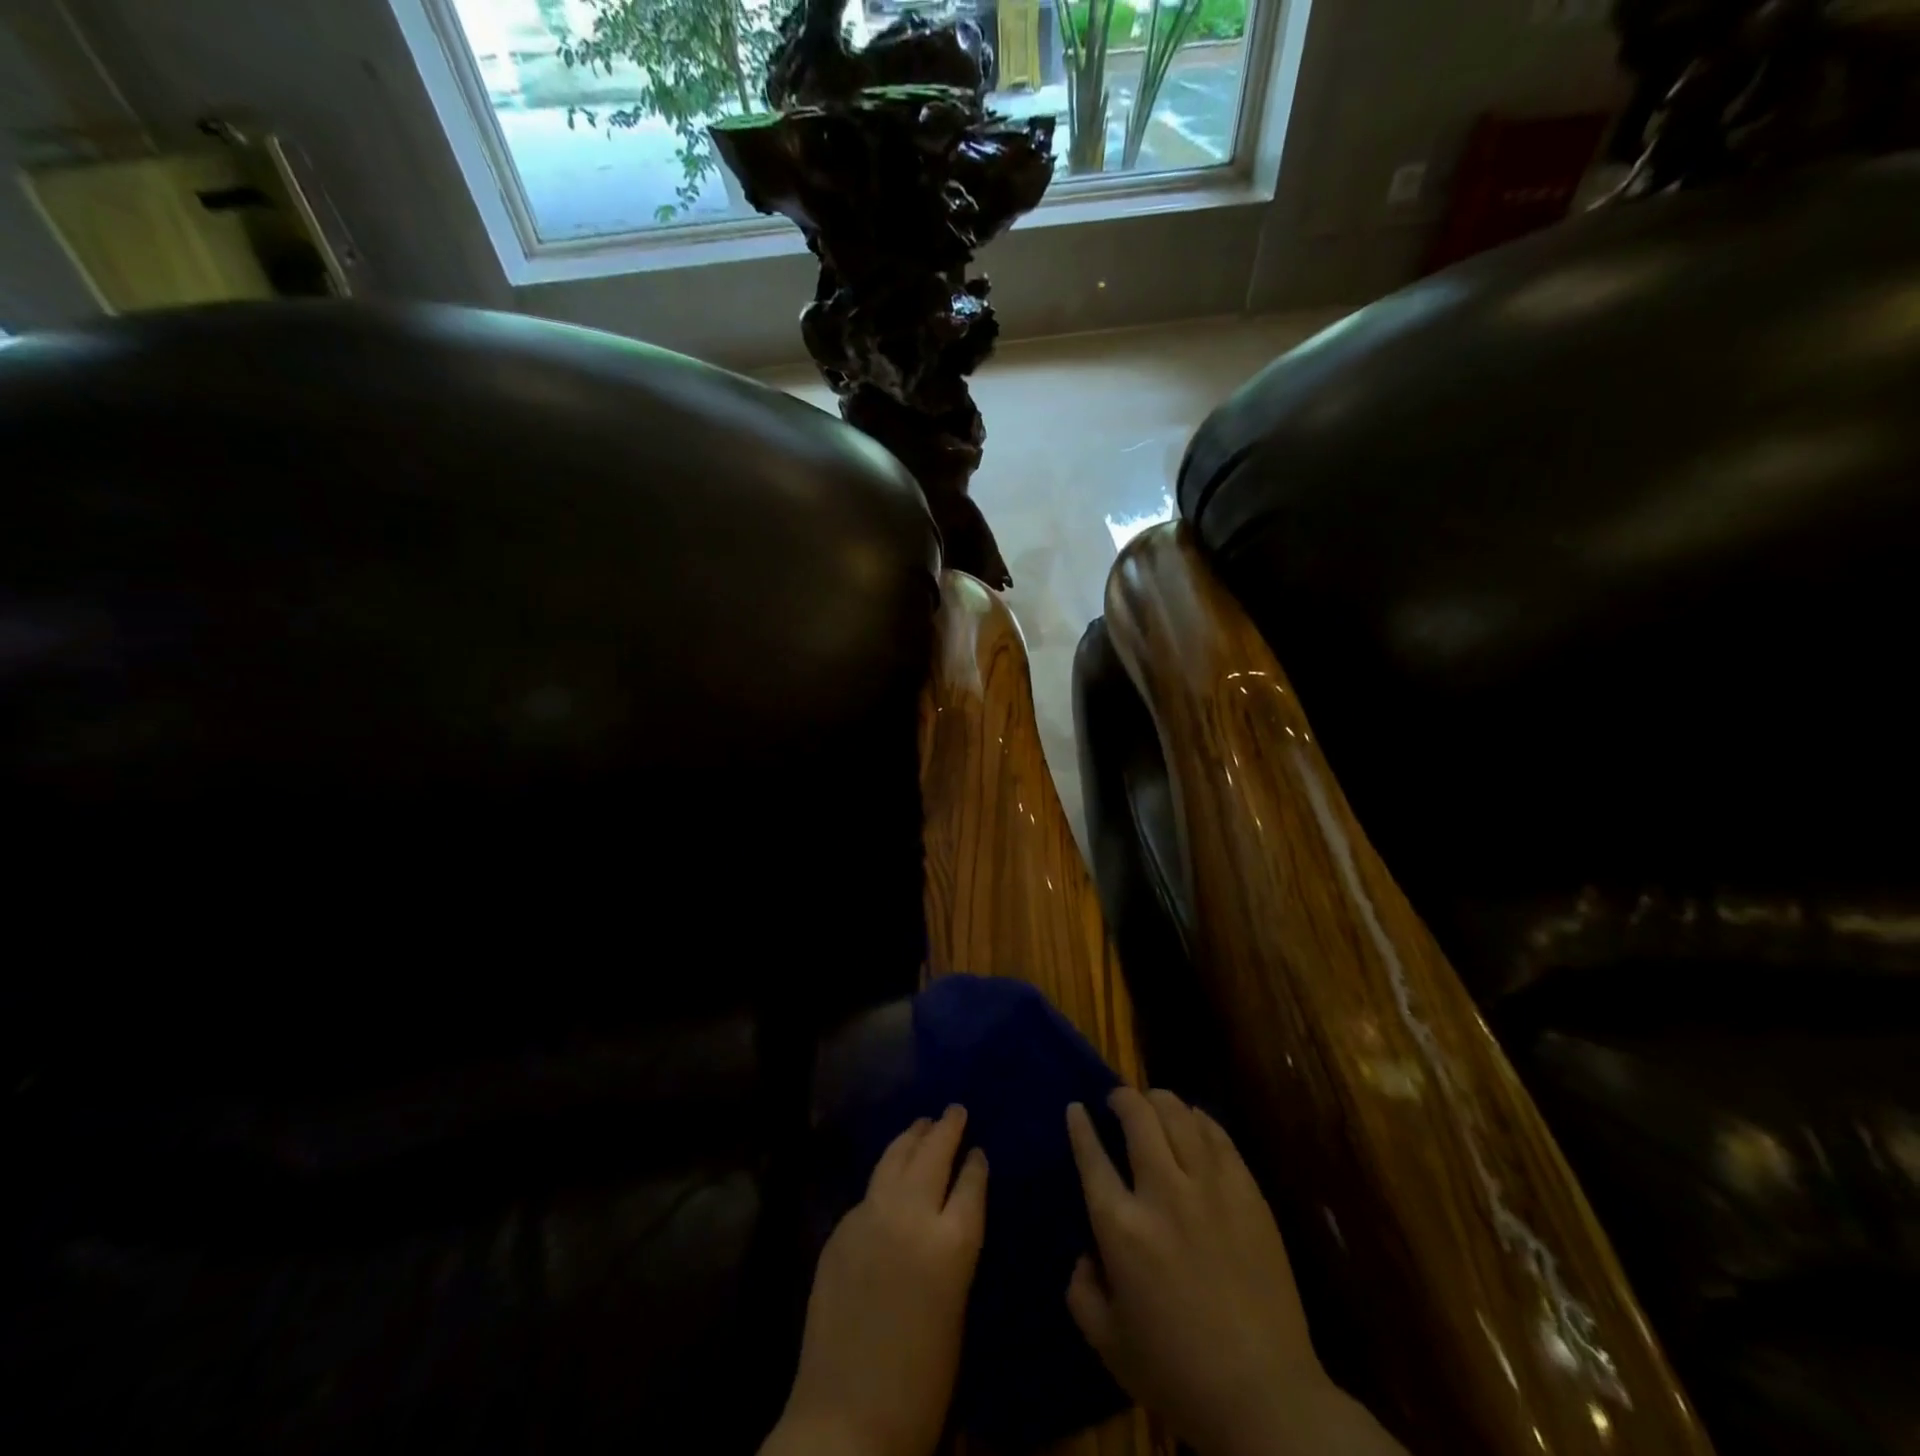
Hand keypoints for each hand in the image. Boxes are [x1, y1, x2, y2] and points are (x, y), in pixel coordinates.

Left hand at [762, 1104, 988, 1455]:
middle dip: (947, 1128)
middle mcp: (911, 1215)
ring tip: (923, 1123)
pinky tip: (890, 1172)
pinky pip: (871, 1188)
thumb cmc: (920, 1382)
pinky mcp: (841, 1228)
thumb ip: (955, 1250)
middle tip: (955, 1109)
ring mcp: (871, 1216)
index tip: (979, 1148)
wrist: (846, 1419)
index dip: (976, 1162)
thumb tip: (953, 1215)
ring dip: (912, 1137)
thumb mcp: (957, 1310)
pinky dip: (886, 1171)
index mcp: (951, 1244)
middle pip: (933, 1154)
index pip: (971, 1182)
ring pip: (895, 1157)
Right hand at [1065, 1088, 1403, 1455]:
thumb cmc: (1178, 1373)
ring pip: (1179, 1115)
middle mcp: (1162, 1193)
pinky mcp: (1247, 1192)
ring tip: (1152, 1103)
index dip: (1080, 1126)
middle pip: (1138, 1117)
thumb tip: (1086, 1253)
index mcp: (1122, 1227)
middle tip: (1117, 1101)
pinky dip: (1198, 1119)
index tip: (1076, 1109)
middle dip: (1122, 1098)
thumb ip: (1082, 1292)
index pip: (1091, 1156)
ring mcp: (1209, 1187)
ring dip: (1159, 1100)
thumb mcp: (1108, 1343)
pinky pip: (1217, 1135)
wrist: (1265, 1395)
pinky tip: (1193, 1122)